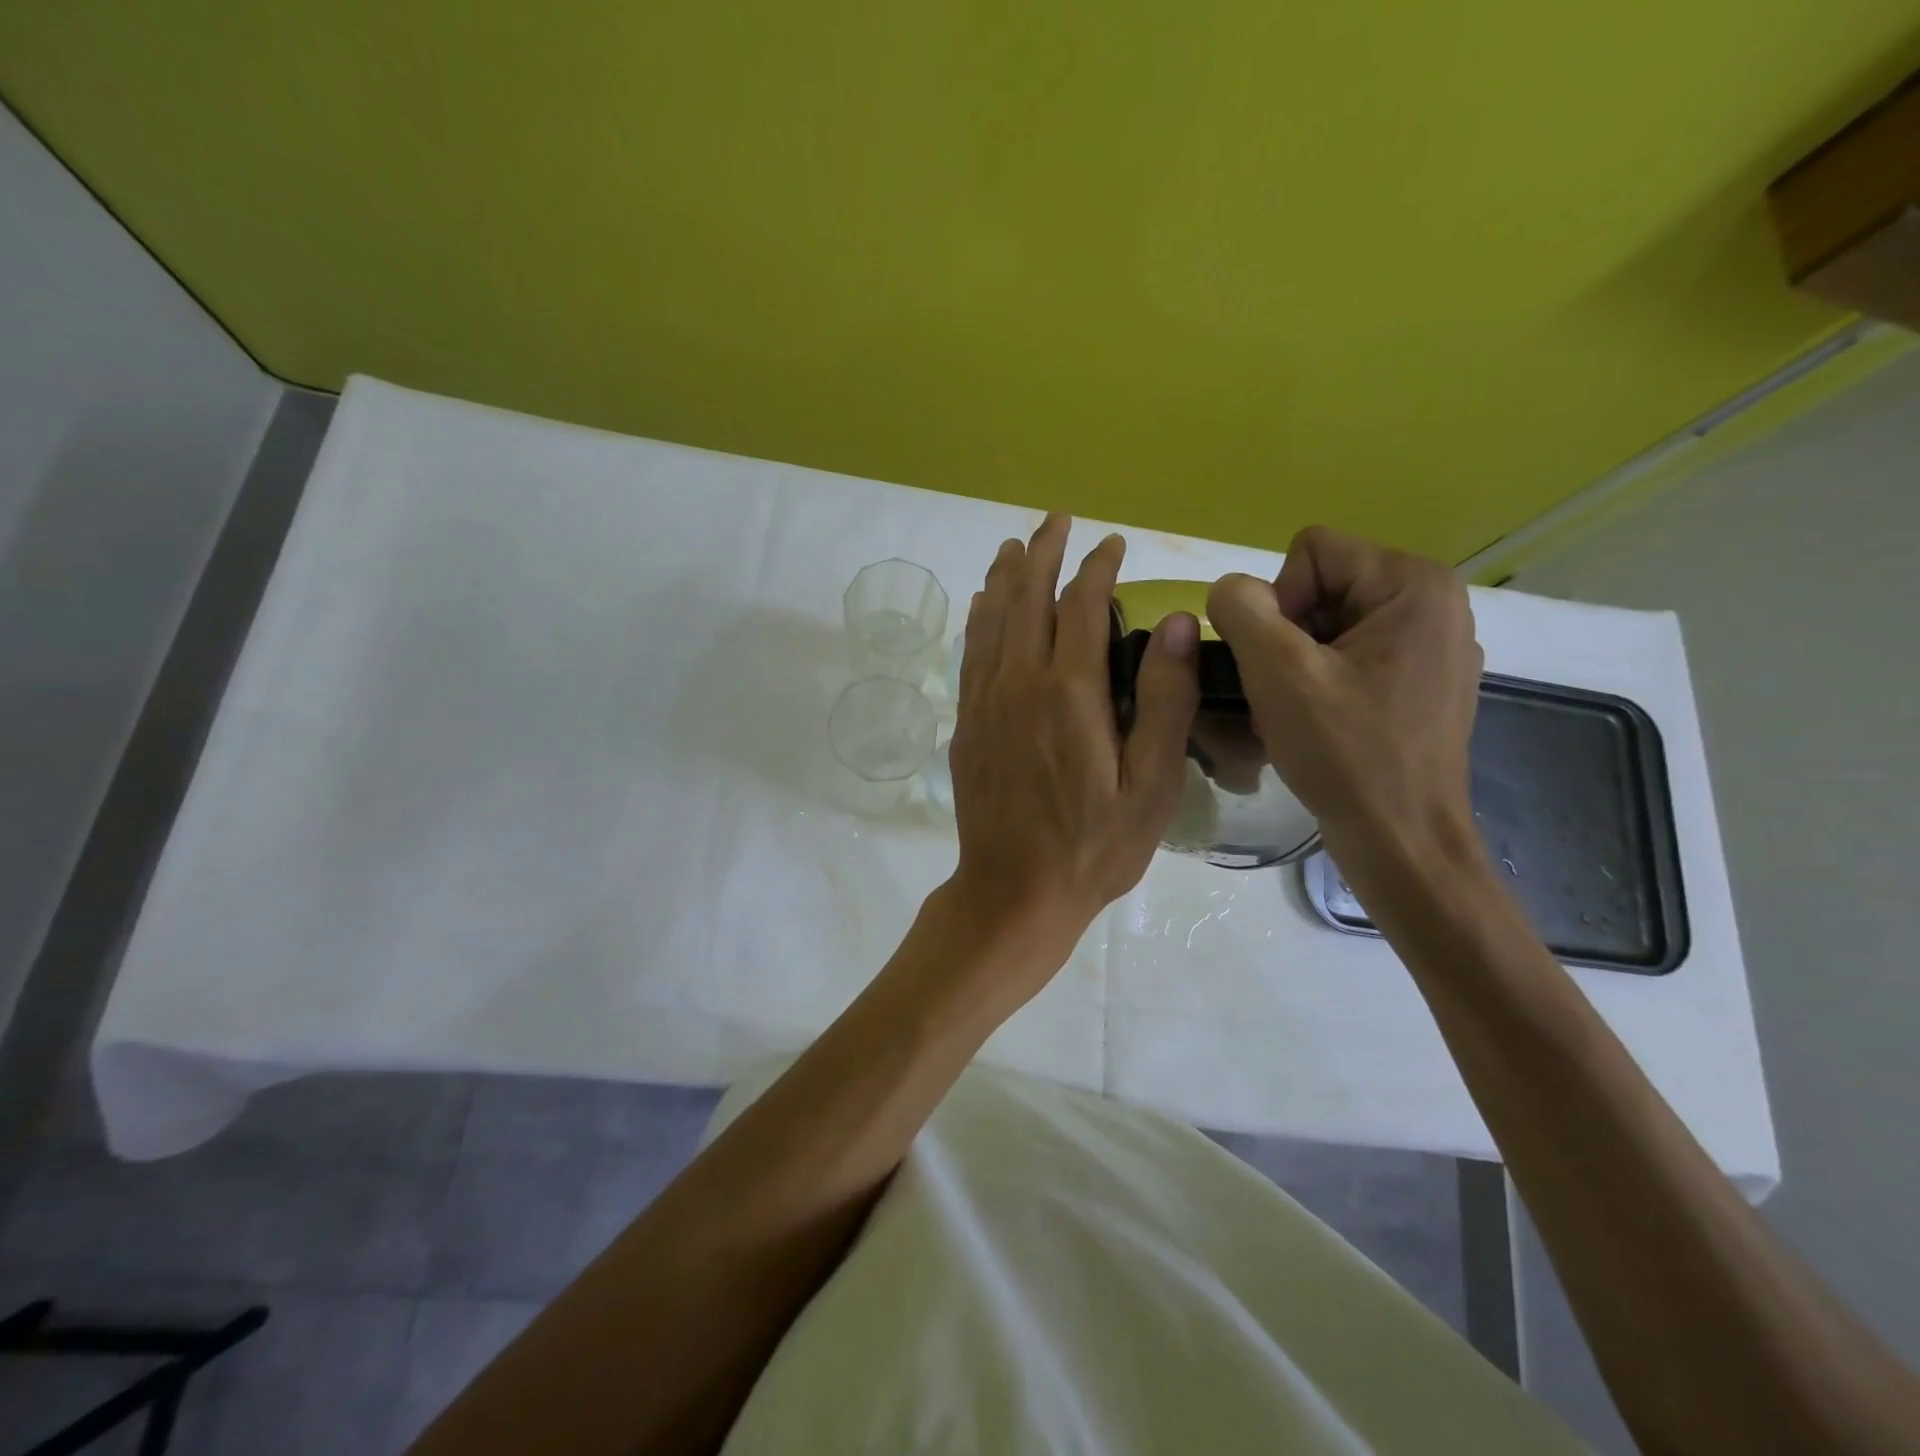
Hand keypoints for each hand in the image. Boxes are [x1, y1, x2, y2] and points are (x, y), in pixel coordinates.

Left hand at [947, 514, 1198, 985]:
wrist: (1013, 891)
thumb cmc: (1093, 847)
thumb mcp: (1150, 785)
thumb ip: (1163, 701)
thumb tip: (1173, 621)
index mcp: (1069, 692)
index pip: (1083, 605)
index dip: (1098, 567)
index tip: (1113, 543)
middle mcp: (1019, 683)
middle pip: (1028, 598)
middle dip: (1044, 553)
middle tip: (1057, 521)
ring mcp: (985, 701)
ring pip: (992, 620)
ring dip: (1005, 577)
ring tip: (1014, 546)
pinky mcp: (967, 723)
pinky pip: (971, 653)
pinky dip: (979, 619)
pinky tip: (983, 605)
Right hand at [1205, 525, 1482, 863]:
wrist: (1400, 840)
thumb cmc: (1345, 753)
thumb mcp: (1277, 672)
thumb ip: (1241, 610)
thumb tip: (1230, 590)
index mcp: (1415, 585)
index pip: (1311, 552)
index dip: (1278, 602)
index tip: (1284, 663)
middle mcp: (1435, 604)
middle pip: (1322, 586)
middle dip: (1287, 635)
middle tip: (1285, 692)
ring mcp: (1434, 646)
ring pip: (1330, 624)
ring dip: (1298, 663)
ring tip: (1298, 712)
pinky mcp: (1424, 683)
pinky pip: (1352, 655)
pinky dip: (1322, 681)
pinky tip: (1321, 722)